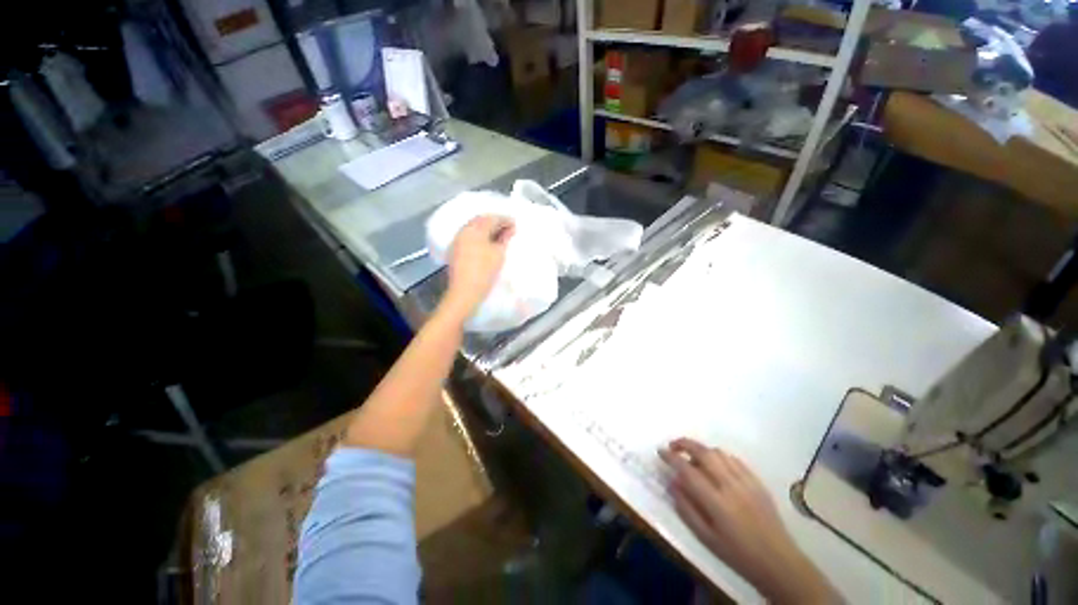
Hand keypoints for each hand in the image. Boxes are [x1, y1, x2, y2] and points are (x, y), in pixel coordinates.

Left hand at [442, 215, 514, 320]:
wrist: (465, 292)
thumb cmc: (484, 271)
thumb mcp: (498, 254)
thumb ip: (504, 239)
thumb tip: (509, 229)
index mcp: (475, 229)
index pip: (492, 218)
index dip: (505, 220)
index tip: (515, 223)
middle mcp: (463, 231)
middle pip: (481, 221)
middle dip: (495, 222)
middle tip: (508, 227)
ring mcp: (457, 240)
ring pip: (474, 228)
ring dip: (486, 229)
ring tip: (499, 235)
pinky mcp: (455, 250)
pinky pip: (469, 236)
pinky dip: (479, 236)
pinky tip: (486, 242)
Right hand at [659, 439, 838, 603]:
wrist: (778, 561)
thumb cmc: (737, 554)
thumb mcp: (705, 538)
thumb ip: (686, 508)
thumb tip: (672, 483)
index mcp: (717, 503)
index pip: (688, 470)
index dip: (671, 457)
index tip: (660, 451)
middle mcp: (731, 486)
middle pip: (704, 452)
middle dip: (684, 443)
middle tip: (673, 446)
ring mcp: (746, 481)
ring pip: (718, 452)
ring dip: (701, 449)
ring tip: (692, 457)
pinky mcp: (757, 481)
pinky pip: (734, 459)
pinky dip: (719, 456)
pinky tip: (715, 465)